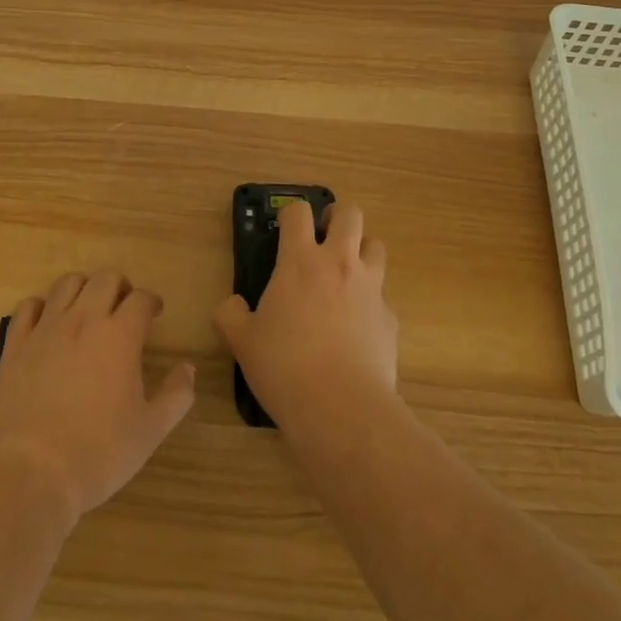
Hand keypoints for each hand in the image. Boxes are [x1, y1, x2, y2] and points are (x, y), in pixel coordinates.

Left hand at [0, 271, 194, 524]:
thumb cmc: (97, 454)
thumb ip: (176, 396)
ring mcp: (46, 328)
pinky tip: (46, 321)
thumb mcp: (149, 432)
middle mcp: (84, 319)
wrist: (30, 473)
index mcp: (120, 335)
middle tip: (123, 306)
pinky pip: (28, 306)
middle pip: (105, 279)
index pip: (141, 299)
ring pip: (67, 283)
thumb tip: (188, 368)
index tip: (155, 312)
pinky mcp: (16, 344)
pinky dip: (41, 306)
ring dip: (83, 287)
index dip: (151, 302)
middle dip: (120, 286)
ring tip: (88, 307)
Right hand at [212, 201, 398, 433]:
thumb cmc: (285, 367)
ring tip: (346, 273)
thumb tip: (232, 304)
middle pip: (349, 213)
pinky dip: (371, 301)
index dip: (290, 213)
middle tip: (323, 236)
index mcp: (299, 261)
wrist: (342, 408)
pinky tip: (358, 327)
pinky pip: (382, 296)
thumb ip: (230, 315)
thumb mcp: (242, 341)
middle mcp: (339, 263)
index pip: (298, 212)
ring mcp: (370, 288)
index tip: (285, 228)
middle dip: (336, 217)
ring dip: (361, 250)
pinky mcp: (390, 318)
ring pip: (375, 245)